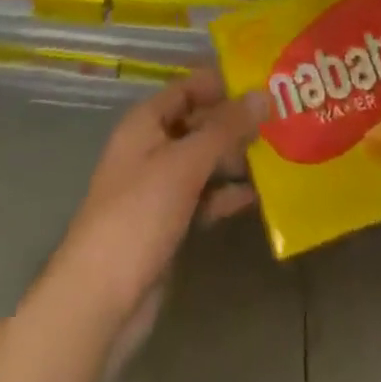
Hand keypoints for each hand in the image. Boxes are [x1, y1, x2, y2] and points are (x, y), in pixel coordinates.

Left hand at [44, 70, 267, 348]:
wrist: (100, 299)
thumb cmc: (139, 215)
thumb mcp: (185, 164)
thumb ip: (225, 129)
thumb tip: (263, 94)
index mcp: (145, 122)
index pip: (187, 88)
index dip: (221, 83)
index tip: (263, 82)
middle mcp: (150, 147)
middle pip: (197, 123)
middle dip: (234, 122)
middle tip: (280, 119)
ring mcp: (158, 187)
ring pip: (202, 161)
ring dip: (234, 158)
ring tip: (278, 154)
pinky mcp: (167, 222)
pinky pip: (202, 197)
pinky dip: (225, 194)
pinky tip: (258, 195)